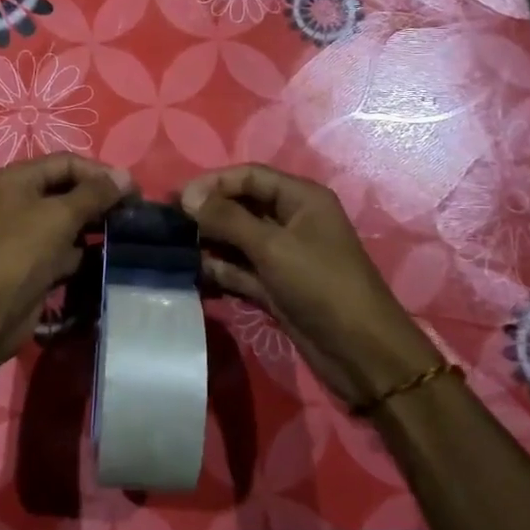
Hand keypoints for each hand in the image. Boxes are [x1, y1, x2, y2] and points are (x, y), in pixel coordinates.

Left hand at [0, 153, 132, 365]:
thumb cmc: (23, 250)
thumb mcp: (61, 215)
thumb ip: (95, 193)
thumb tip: (126, 175)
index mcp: (18, 178)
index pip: (66, 162)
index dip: (100, 172)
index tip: (132, 189)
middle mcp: (20, 199)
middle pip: (68, 188)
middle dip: (100, 197)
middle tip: (134, 210)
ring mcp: (27, 232)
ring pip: (69, 219)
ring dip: (96, 223)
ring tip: (128, 229)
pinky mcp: (36, 260)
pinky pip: (67, 246)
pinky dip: (86, 248)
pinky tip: (110, 252)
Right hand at [181, 164, 442, 407]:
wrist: (361, 354)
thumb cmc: (322, 286)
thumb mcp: (273, 246)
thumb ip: (227, 219)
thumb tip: (187, 197)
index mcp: (300, 198)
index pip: (248, 176)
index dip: (212, 183)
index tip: (177, 200)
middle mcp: (290, 220)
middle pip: (240, 205)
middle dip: (206, 212)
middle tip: (167, 225)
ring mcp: (281, 255)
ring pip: (236, 239)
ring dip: (207, 242)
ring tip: (172, 249)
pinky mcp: (273, 285)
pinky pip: (238, 268)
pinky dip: (217, 269)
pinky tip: (190, 273)